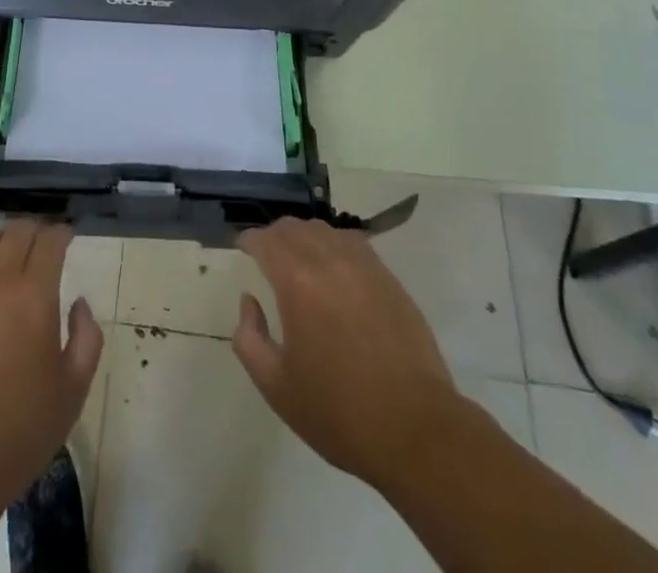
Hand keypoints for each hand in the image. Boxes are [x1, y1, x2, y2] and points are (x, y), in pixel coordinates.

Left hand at [0, 222, 103, 492]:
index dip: (61, 234)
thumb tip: (79, 304)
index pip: (50, 240)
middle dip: (34, 231)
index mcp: (35, 295)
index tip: (66, 238)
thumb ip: (86, 339)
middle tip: (41, 246)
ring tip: (8, 255)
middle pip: (17, 231)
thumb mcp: (72, 391)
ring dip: (2, 239)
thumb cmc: (19, 429)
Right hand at [233, 218, 489, 494]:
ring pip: (325, 230)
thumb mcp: (277, 386)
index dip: (249, 240)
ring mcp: (364, 266)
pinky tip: (335, 269)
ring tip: (300, 259)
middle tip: (266, 254)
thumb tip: (250, 302)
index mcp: (297, 282)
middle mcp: (329, 261)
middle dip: (274, 235)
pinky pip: (354, 244)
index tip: (242, 248)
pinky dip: (335, 246)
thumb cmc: (339, 412)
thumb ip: (250, 338)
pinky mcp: (389, 279)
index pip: (265, 240)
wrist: (415, 430)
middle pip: (294, 227)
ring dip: (305, 237)